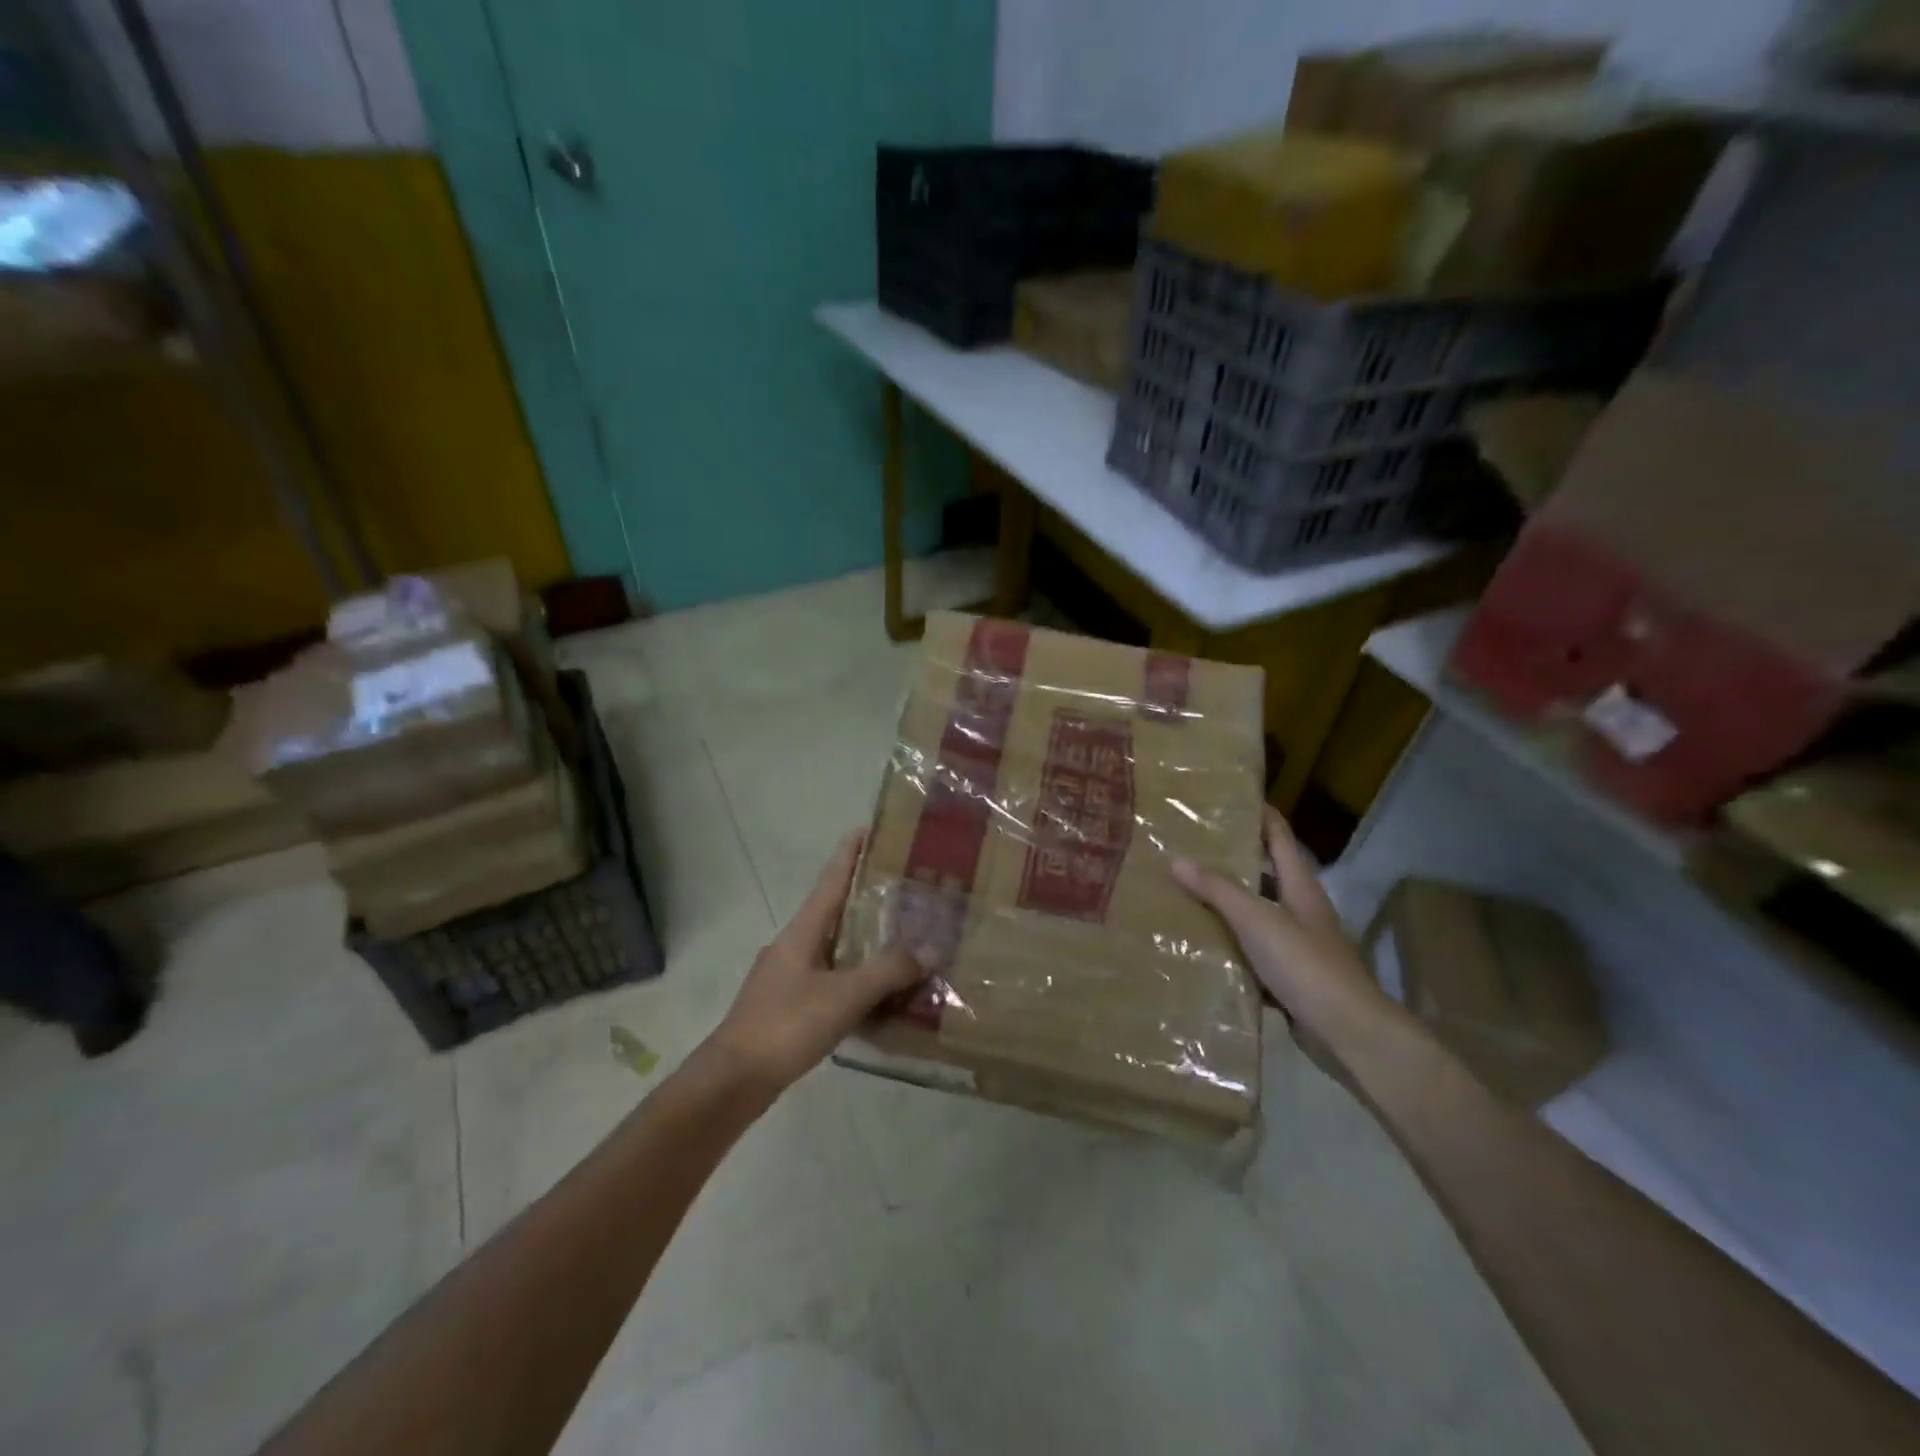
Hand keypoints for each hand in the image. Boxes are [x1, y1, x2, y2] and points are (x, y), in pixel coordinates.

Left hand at [705, 831, 925, 1092]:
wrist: (734, 1081)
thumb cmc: (787, 1025)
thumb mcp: (844, 996)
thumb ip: (887, 971)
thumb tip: (928, 949)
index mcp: (802, 931)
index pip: (831, 880)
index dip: (849, 853)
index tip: (869, 828)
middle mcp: (793, 945)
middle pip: (834, 910)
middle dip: (866, 897)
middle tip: (905, 889)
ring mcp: (787, 976)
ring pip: (834, 947)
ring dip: (864, 941)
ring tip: (901, 939)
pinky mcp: (788, 1005)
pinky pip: (830, 978)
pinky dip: (855, 977)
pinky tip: (878, 995)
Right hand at [1172, 808, 1391, 1044]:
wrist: (1348, 1033)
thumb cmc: (1306, 965)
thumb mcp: (1257, 920)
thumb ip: (1218, 890)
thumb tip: (1177, 859)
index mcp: (1300, 887)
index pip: (1279, 837)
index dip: (1260, 814)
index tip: (1229, 797)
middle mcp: (1301, 910)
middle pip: (1265, 873)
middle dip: (1232, 859)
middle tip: (1189, 845)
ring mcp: (1297, 945)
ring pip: (1256, 913)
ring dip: (1226, 903)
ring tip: (1184, 890)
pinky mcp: (1289, 977)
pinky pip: (1252, 950)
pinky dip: (1229, 943)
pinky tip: (1200, 943)